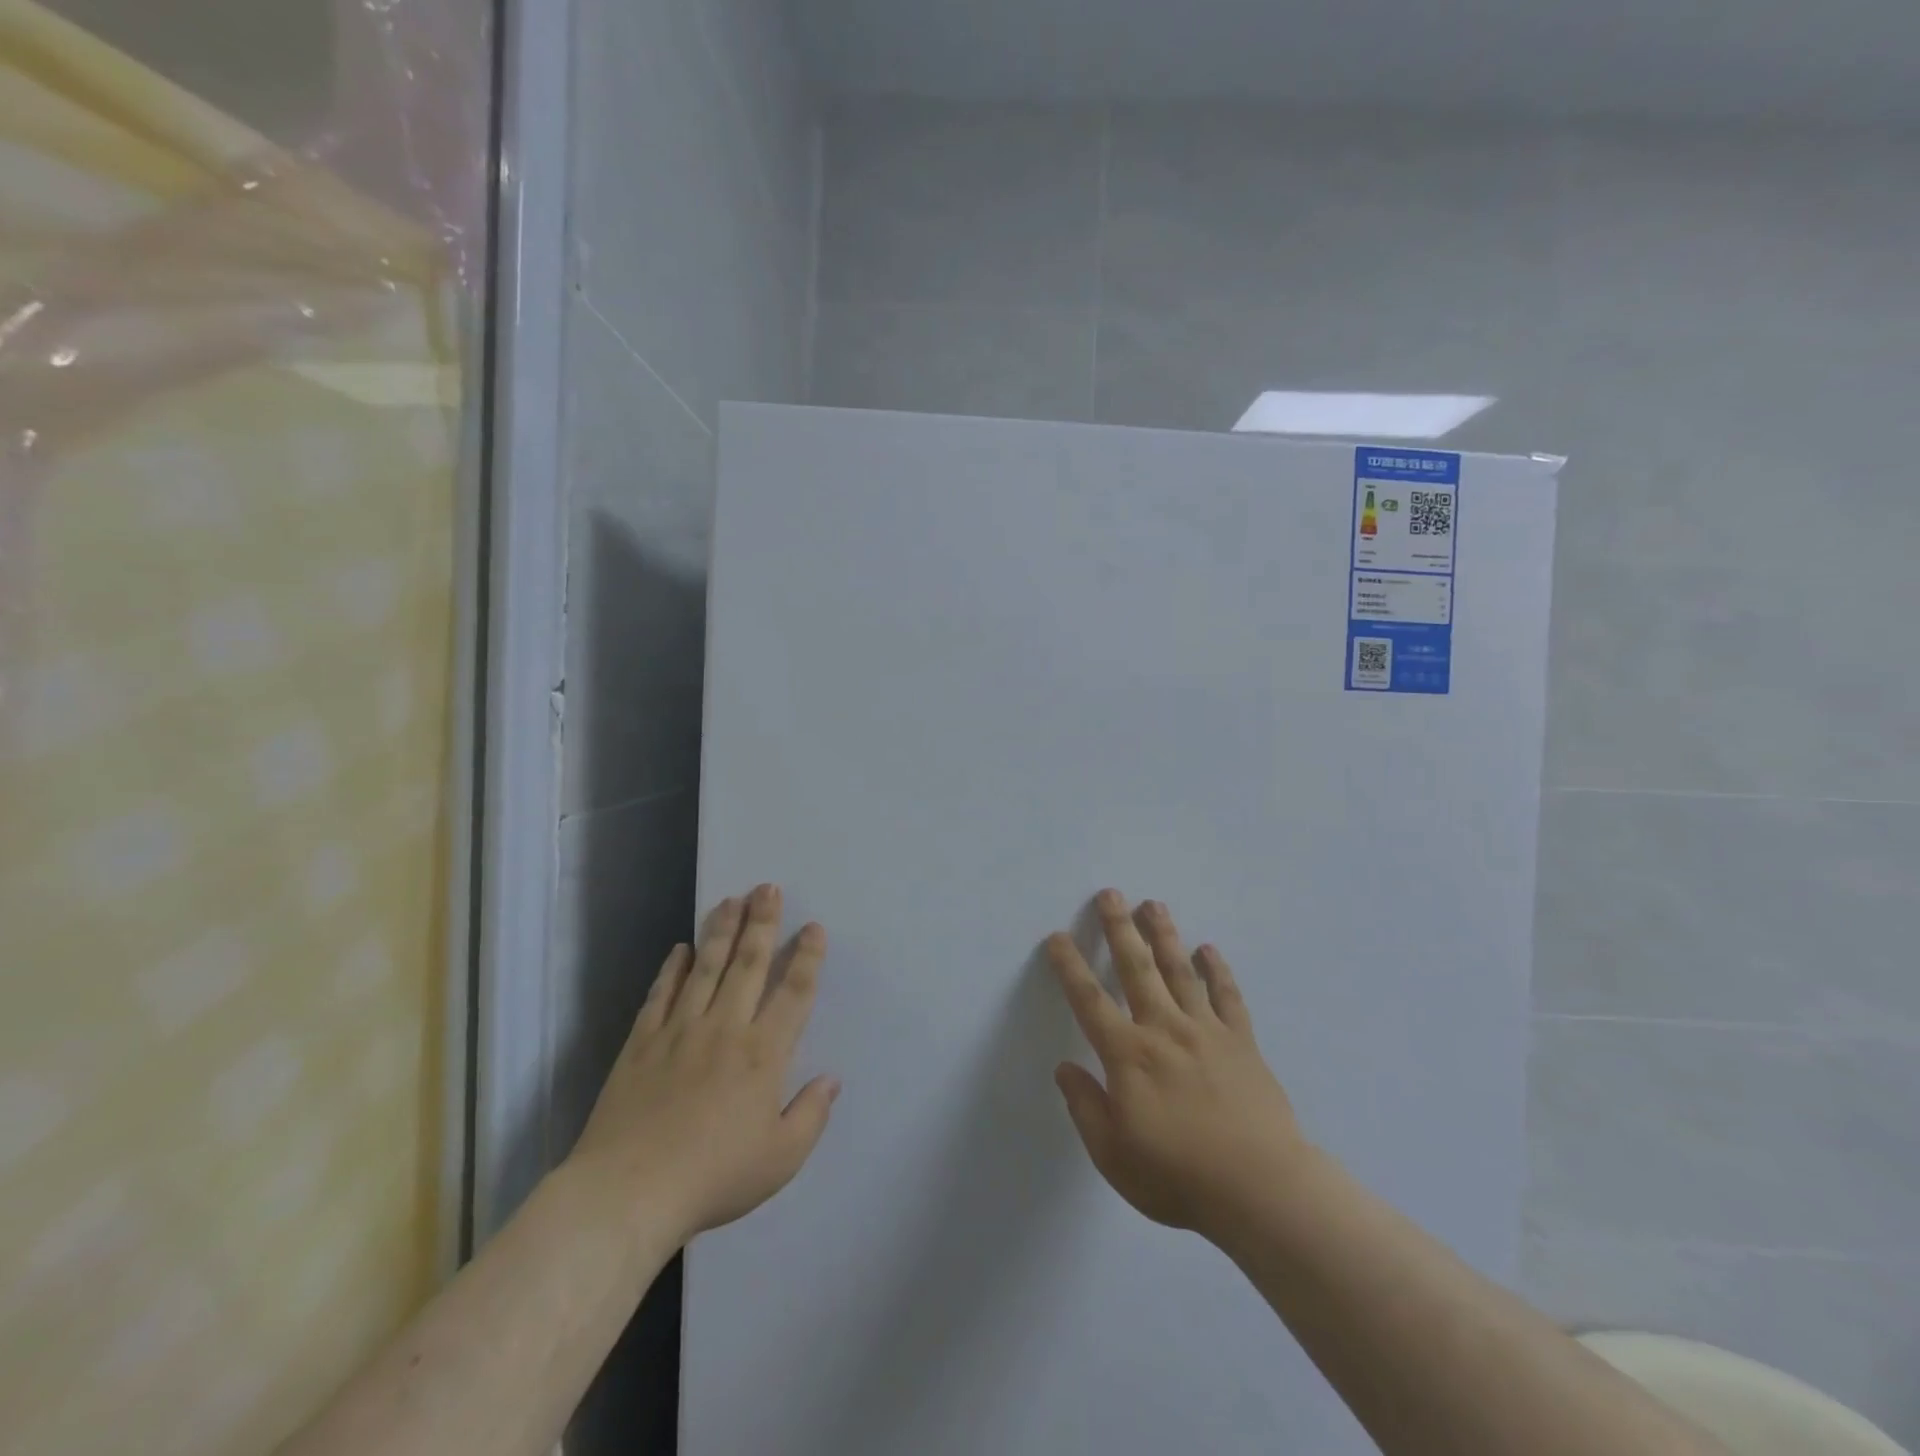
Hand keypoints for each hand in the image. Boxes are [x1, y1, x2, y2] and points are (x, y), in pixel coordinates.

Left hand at [566, 884, 839, 1247]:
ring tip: (731, 899)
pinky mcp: (642, 1042)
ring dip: (721, 930)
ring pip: (706, 967)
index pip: (793, 993)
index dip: (806, 957)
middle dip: (762, 923)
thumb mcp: (779, 1160)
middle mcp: (725, 1028)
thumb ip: (811, 1116)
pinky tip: (681, 948)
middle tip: (769, 888)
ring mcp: (680, 1030)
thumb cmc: (713, 1178)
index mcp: (763, 1054)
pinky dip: (672, 968)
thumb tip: (832, 1079)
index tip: (813, 928)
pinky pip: (661, 994)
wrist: (627, 1194)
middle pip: (748, 964)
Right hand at [1047, 890, 1307, 1239]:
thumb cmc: (1179, 1177)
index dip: (1070, 967)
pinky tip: (1209, 950)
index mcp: (1128, 1055)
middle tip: (1109, 894)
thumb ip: (1086, 1107)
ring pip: (1179, 971)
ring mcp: (1206, 1031)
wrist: (1262, 1191)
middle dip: (1119, 928)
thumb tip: (1065, 1068)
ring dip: (1164, 935)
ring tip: (1153, 904)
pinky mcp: (1242, 1042)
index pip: (1089, 1000)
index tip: (1057, 938)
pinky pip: (1227, 996)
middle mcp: (1164, 1029)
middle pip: (1136, 968)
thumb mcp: (1114, 1155)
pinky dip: (1217, 970)